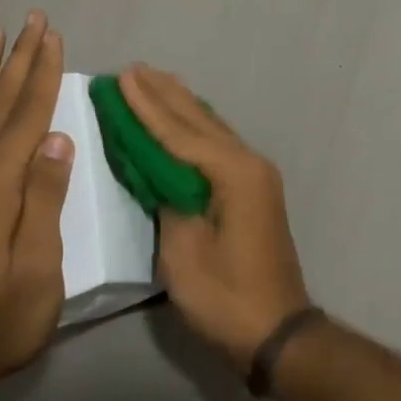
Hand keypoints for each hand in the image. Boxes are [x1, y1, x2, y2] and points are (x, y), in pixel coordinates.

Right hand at [120, 65, 311, 371]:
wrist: (277, 331)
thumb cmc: (227, 297)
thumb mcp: (184, 254)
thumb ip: (168, 202)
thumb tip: (159, 173)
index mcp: (233, 173)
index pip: (180, 132)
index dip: (147, 106)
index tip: (123, 77)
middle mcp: (248, 163)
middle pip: (198, 121)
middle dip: (164, 94)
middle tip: (134, 69)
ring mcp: (255, 175)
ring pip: (211, 128)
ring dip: (180, 105)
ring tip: (155, 79)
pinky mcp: (253, 189)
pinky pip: (218, 145)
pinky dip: (195, 128)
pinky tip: (185, 117)